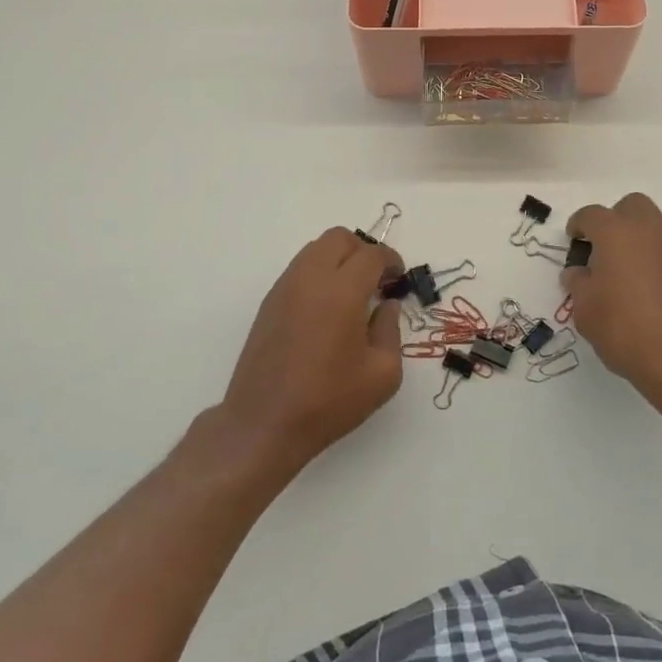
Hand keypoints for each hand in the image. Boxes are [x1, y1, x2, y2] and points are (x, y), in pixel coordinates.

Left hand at [218, 228, 404, 470]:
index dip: (391, 260)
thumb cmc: (329, 401)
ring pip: (315, 249)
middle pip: (339, 238)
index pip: (371, 255)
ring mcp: (285, 288)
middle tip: (376, 281)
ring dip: (338, 259)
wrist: (263, 424)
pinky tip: (326, 308)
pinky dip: (318, 273)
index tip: (398, 278)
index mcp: (342, 291)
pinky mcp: (268, 302)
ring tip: (351, 293)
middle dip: (363, 251)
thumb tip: (386, 306)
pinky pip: (299, 269)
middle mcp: (311, 279)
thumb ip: (390, 330)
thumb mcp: (382, 374)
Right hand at [563, 193, 661, 410]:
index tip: (573, 241)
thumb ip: (578, 284)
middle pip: (631, 206)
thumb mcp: (585, 310)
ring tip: (624, 275)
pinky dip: (655, 261)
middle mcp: (649, 231)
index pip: (591, 215)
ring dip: (637, 240)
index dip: (578, 225)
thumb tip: (579, 272)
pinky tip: (648, 293)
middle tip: (602, 250)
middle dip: (614, 220)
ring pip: (653, 228)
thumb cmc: (625, 329)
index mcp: (616, 232)